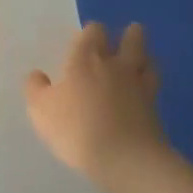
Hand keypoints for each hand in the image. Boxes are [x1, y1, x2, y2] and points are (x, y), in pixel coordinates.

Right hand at [25, 22, 168, 186]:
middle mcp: (115, 66)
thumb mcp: (40, 109)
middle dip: (130, 35)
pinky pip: (154, 89)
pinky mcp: (156, 110)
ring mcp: (139, 87)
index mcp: (85, 58)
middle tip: (126, 36)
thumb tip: (38, 75)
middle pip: (131, 39)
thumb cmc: (76, 128)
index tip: (86, 39)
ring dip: (144, 58)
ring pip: (148, 61)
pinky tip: (143, 93)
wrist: (125, 160)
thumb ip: (36, 88)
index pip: (93, 32)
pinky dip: (149, 86)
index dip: (91, 33)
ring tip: (139, 61)